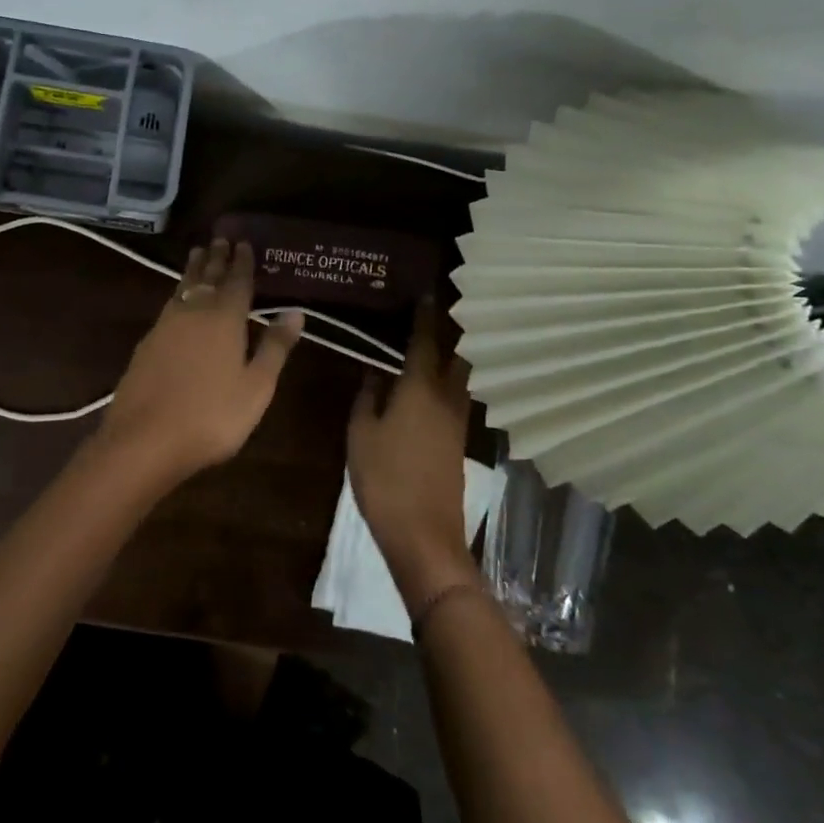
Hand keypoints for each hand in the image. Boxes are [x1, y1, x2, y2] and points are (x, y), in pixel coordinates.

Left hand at [93, 238, 302, 487]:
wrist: (144, 439)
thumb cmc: (211, 416)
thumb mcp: (256, 387)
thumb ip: (275, 347)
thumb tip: (296, 311)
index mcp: (224, 318)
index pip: (237, 281)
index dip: (243, 262)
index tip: (244, 242)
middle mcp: (193, 312)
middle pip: (207, 277)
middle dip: (216, 257)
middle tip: (220, 238)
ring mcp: (165, 325)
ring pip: (183, 287)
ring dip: (194, 269)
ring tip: (198, 254)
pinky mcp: (146, 343)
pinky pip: (169, 304)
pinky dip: (179, 291)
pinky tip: (178, 299)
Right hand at [348, 301, 476, 605]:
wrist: (424, 532)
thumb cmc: (385, 477)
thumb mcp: (362, 432)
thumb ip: (369, 395)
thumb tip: (375, 369)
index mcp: (420, 387)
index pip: (425, 339)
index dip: (424, 314)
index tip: (425, 290)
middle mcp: (447, 396)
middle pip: (456, 353)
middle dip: (450, 328)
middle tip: (436, 308)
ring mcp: (458, 419)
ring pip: (461, 374)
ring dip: (452, 352)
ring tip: (434, 337)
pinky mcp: (460, 439)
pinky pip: (457, 394)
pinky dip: (449, 377)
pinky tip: (431, 379)